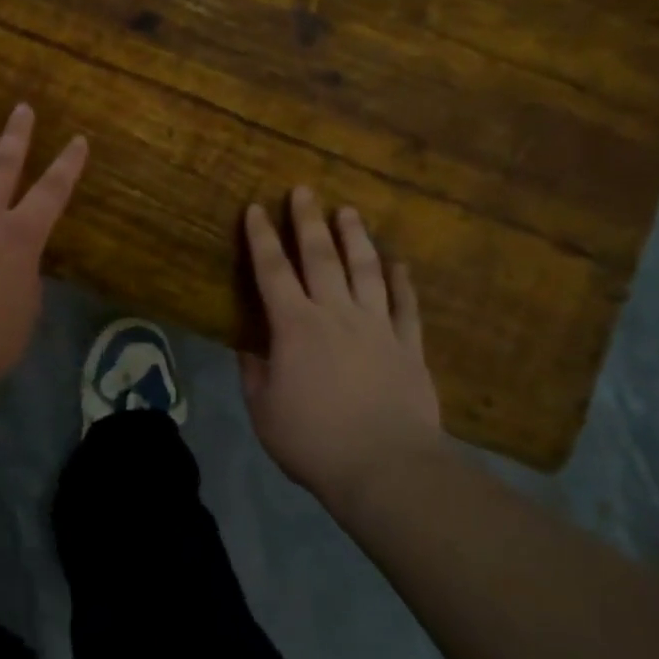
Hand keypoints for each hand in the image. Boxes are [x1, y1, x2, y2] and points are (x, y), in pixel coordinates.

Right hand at [239, 187, 441, 500]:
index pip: (272, 271)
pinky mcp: (408, 347)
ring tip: (348, 212)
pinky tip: (398, 263)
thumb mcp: (264, 411)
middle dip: (308, 221)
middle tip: (304, 190)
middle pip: (320, 257)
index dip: (261, 238)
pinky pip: (405, 306)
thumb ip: (255, 373)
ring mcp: (376, 327)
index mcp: (294, 327)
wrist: (387, 468)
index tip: (256, 208)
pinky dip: (402, 282)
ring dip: (355, 238)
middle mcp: (335, 314)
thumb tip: (250, 346)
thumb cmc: (314, 440)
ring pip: (365, 270)